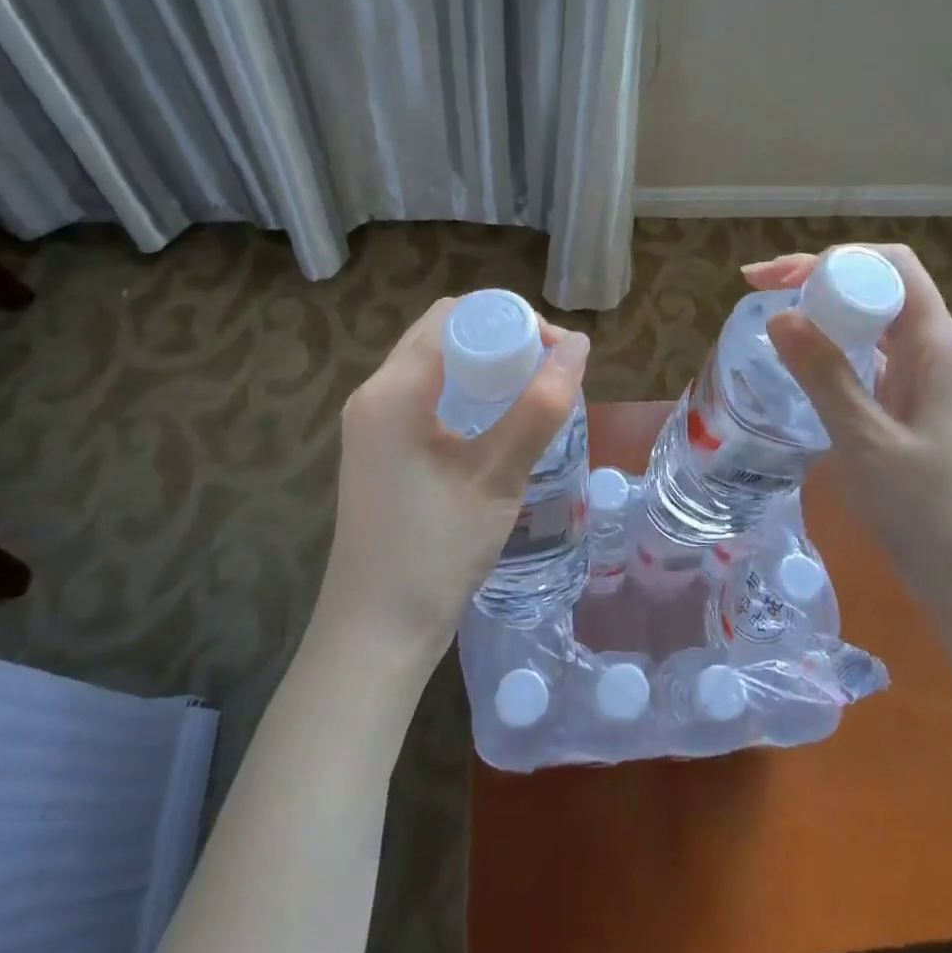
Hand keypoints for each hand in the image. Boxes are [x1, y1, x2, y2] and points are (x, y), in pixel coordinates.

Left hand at [314, 297, 590, 665]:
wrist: (375, 635)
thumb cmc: (436, 551)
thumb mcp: (498, 475)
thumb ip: (540, 406)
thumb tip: (579, 345)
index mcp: (393, 390)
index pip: (454, 316)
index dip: (509, 318)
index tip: (555, 348)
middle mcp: (374, 394)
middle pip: (441, 333)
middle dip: (499, 337)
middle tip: (549, 367)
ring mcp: (372, 423)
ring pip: (434, 363)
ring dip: (483, 363)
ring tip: (531, 388)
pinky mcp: (379, 448)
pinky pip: (425, 394)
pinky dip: (464, 389)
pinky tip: (498, 417)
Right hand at [748, 245, 951, 592]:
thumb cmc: (928, 513)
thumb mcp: (865, 441)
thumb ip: (824, 374)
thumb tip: (780, 316)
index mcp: (937, 346)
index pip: (891, 266)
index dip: (833, 259)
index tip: (777, 281)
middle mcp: (937, 351)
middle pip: (881, 285)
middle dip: (821, 278)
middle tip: (760, 291)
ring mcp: (929, 379)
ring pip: (876, 321)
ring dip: (826, 310)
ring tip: (774, 318)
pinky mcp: (917, 406)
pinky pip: (875, 357)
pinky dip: (837, 347)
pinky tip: (805, 362)